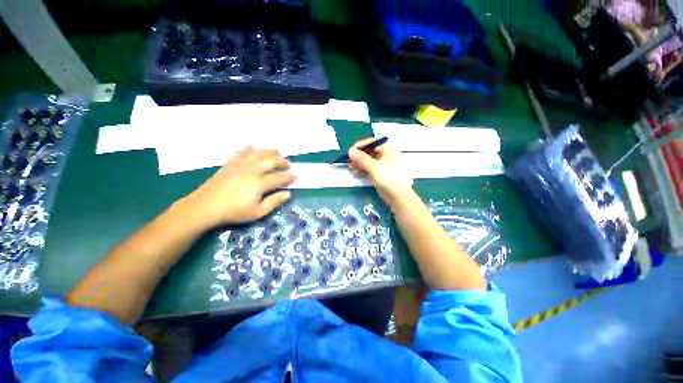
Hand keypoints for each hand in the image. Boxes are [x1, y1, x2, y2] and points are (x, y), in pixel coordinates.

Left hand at [183, 147, 295, 227]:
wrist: (204, 207)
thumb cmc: (234, 212)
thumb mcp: (258, 212)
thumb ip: (274, 202)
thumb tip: (288, 193)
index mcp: (260, 183)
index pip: (279, 177)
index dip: (289, 176)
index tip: (296, 175)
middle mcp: (252, 170)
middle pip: (270, 161)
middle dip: (281, 161)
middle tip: (288, 163)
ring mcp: (240, 165)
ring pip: (258, 153)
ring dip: (269, 151)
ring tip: (276, 151)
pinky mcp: (229, 164)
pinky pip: (241, 152)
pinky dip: (248, 149)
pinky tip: (252, 146)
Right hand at [348, 138, 413, 205]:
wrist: (398, 197)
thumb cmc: (389, 179)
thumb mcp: (374, 168)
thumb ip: (362, 159)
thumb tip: (350, 151)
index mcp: (388, 149)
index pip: (372, 142)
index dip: (360, 146)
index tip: (350, 152)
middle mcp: (386, 154)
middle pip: (369, 151)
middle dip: (358, 156)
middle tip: (349, 162)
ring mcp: (383, 164)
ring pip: (368, 160)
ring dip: (359, 163)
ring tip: (351, 169)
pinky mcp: (380, 172)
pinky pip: (369, 167)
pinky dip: (363, 169)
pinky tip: (356, 173)